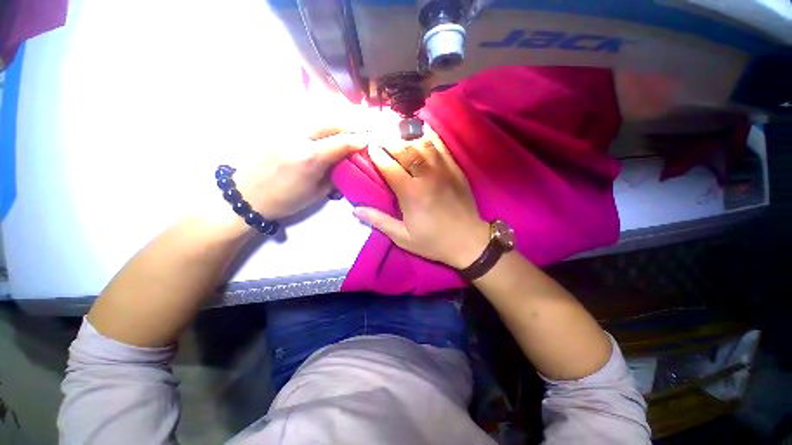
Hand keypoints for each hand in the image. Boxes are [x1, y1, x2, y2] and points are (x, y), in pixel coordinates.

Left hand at [234, 128, 366, 219]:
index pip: (342, 142)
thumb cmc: (285, 200)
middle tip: (359, 132)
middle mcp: (298, 137)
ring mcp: (285, 129)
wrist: (245, 195)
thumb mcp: (317, 193)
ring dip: (335, 120)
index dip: (359, 140)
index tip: (369, 140)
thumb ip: (334, 174)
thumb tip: (347, 162)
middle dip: (349, 125)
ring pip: (317, 115)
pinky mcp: (276, 127)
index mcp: (310, 158)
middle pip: (331, 121)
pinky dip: (320, 121)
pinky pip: (304, 119)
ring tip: (345, 129)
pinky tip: (325, 129)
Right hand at [353, 126, 489, 268]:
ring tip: (394, 127)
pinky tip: (420, 128)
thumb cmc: (433, 241)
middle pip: (404, 149)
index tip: (368, 146)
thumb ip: (379, 221)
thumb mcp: (403, 237)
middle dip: (388, 139)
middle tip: (378, 133)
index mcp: (411, 193)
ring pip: (422, 143)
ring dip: (406, 133)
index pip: (389, 166)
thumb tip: (355, 210)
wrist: (468, 241)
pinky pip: (441, 146)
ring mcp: (443, 170)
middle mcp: (426, 176)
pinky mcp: (455, 169)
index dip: (376, 154)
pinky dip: (429, 134)